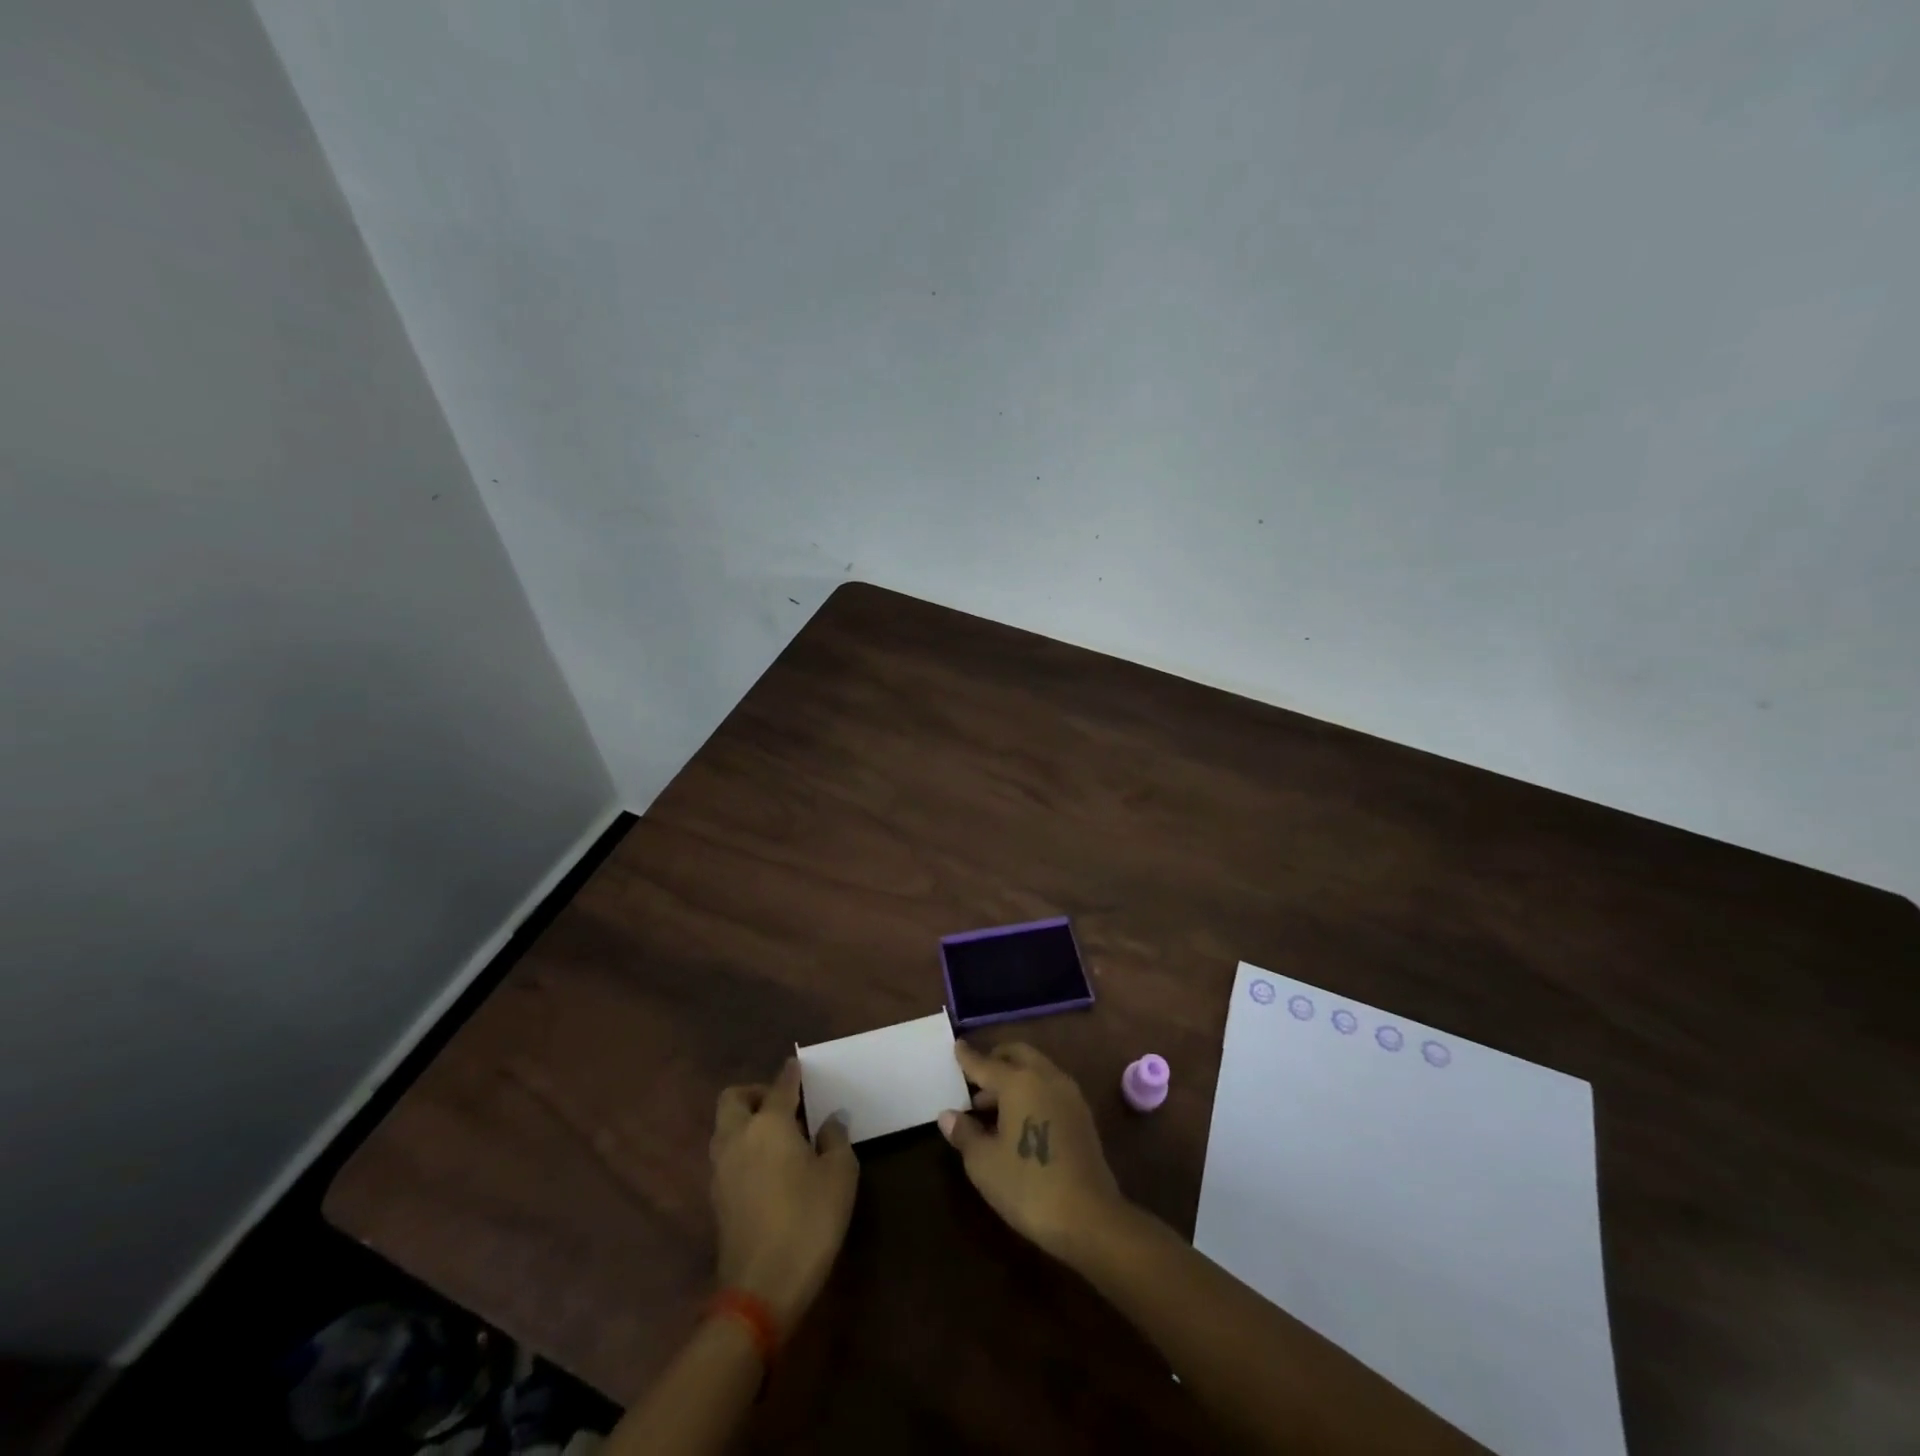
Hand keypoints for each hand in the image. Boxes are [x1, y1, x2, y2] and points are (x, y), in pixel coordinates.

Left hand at [710, 1059, 857, 1335]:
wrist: (761, 1289)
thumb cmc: (808, 1221)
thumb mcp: (839, 1176)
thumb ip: (835, 1140)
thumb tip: (829, 1122)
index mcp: (768, 1124)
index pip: (780, 1086)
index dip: (792, 1073)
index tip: (799, 1066)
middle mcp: (738, 1137)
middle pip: (733, 1098)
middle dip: (755, 1093)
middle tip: (783, 1105)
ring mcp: (721, 1169)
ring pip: (724, 1127)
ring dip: (745, 1121)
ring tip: (777, 1136)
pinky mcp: (717, 1198)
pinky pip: (726, 1156)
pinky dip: (742, 1149)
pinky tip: (767, 1167)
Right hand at [938, 1041, 1125, 1260]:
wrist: (1089, 1218)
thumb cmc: (1028, 1186)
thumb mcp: (984, 1164)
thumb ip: (964, 1133)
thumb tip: (948, 1115)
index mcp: (1019, 1082)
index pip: (986, 1064)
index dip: (968, 1057)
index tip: (957, 1045)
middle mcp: (1046, 1077)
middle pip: (1017, 1055)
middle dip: (996, 1059)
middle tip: (976, 1077)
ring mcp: (1068, 1094)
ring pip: (1036, 1069)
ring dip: (1014, 1076)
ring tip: (992, 1105)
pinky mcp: (1082, 1114)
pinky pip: (1050, 1086)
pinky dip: (1032, 1089)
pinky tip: (1019, 1118)